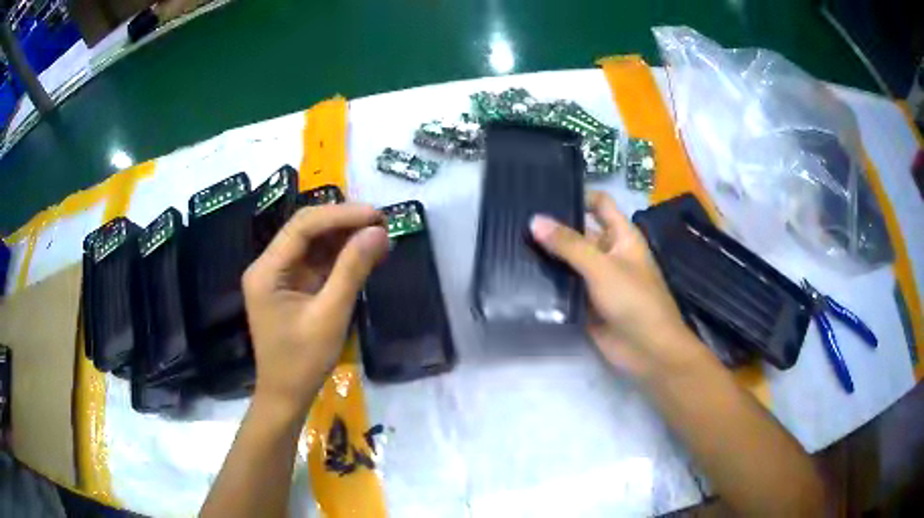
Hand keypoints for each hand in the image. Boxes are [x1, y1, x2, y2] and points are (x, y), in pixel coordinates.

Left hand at [242, 204, 388, 416]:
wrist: (286, 396)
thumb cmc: (303, 363)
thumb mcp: (330, 316)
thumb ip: (352, 271)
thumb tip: (379, 232)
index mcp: (267, 271)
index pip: (302, 226)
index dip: (340, 215)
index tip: (376, 216)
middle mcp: (268, 266)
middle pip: (306, 230)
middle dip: (343, 223)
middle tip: (382, 224)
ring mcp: (279, 276)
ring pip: (313, 244)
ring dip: (345, 238)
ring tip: (379, 237)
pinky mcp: (291, 287)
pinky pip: (316, 262)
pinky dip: (341, 257)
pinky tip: (365, 254)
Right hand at [530, 191, 706, 378]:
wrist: (647, 351)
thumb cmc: (634, 301)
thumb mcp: (602, 267)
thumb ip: (569, 244)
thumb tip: (535, 220)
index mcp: (621, 236)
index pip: (599, 205)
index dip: (578, 196)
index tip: (544, 193)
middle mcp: (608, 253)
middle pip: (579, 233)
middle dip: (552, 227)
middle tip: (514, 220)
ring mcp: (596, 279)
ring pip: (568, 261)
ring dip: (546, 255)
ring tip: (509, 243)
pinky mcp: (585, 302)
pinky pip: (564, 286)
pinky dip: (547, 282)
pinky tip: (519, 275)